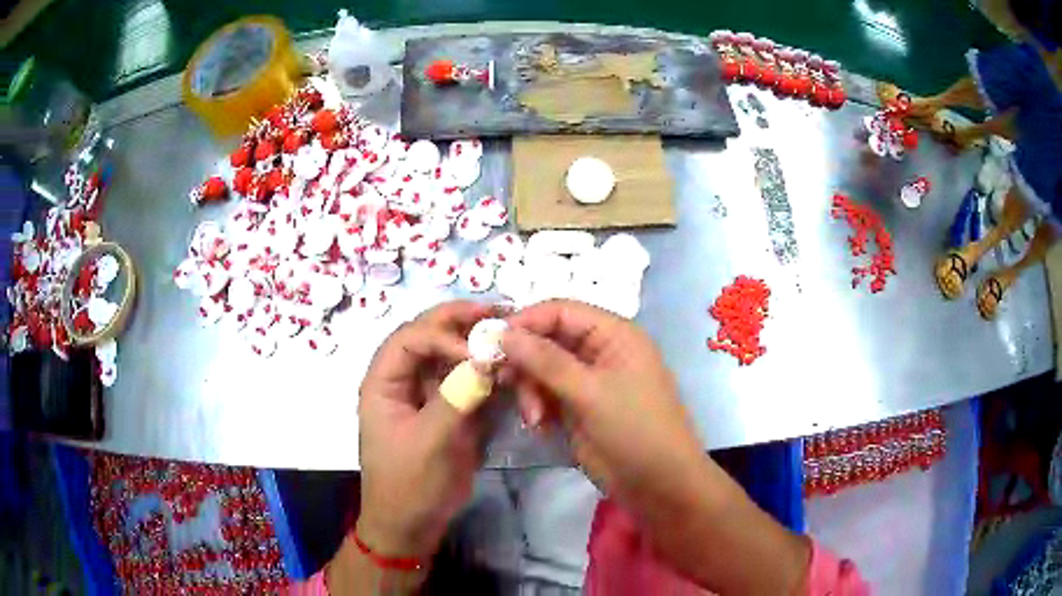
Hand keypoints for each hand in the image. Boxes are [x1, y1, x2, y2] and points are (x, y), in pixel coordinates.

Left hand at [356, 301, 492, 558]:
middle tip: (499, 311)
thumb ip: (456, 399)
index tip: (478, 353)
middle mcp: (403, 380)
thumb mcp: (430, 444)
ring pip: (450, 355)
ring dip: (477, 344)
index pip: (411, 338)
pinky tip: (508, 368)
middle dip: (462, 323)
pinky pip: (466, 380)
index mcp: (384, 382)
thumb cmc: (409, 485)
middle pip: (429, 337)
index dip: (443, 336)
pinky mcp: (447, 410)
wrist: (413, 524)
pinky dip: (486, 372)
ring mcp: (427, 394)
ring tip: (509, 334)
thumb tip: (484, 360)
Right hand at [501, 300, 810, 593]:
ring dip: (532, 390)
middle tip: (504, 382)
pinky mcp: (581, 408)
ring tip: (534, 418)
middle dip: (526, 363)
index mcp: (614, 334)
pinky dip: (539, 407)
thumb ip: (545, 361)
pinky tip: (540, 427)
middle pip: (548, 340)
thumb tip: (503, 332)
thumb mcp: (590, 392)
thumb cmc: (634, 430)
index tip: (492, 342)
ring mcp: (590, 381)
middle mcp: (601, 351)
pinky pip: (548, 395)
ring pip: (544, 370)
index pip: (561, 311)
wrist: (659, 485)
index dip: (526, 322)